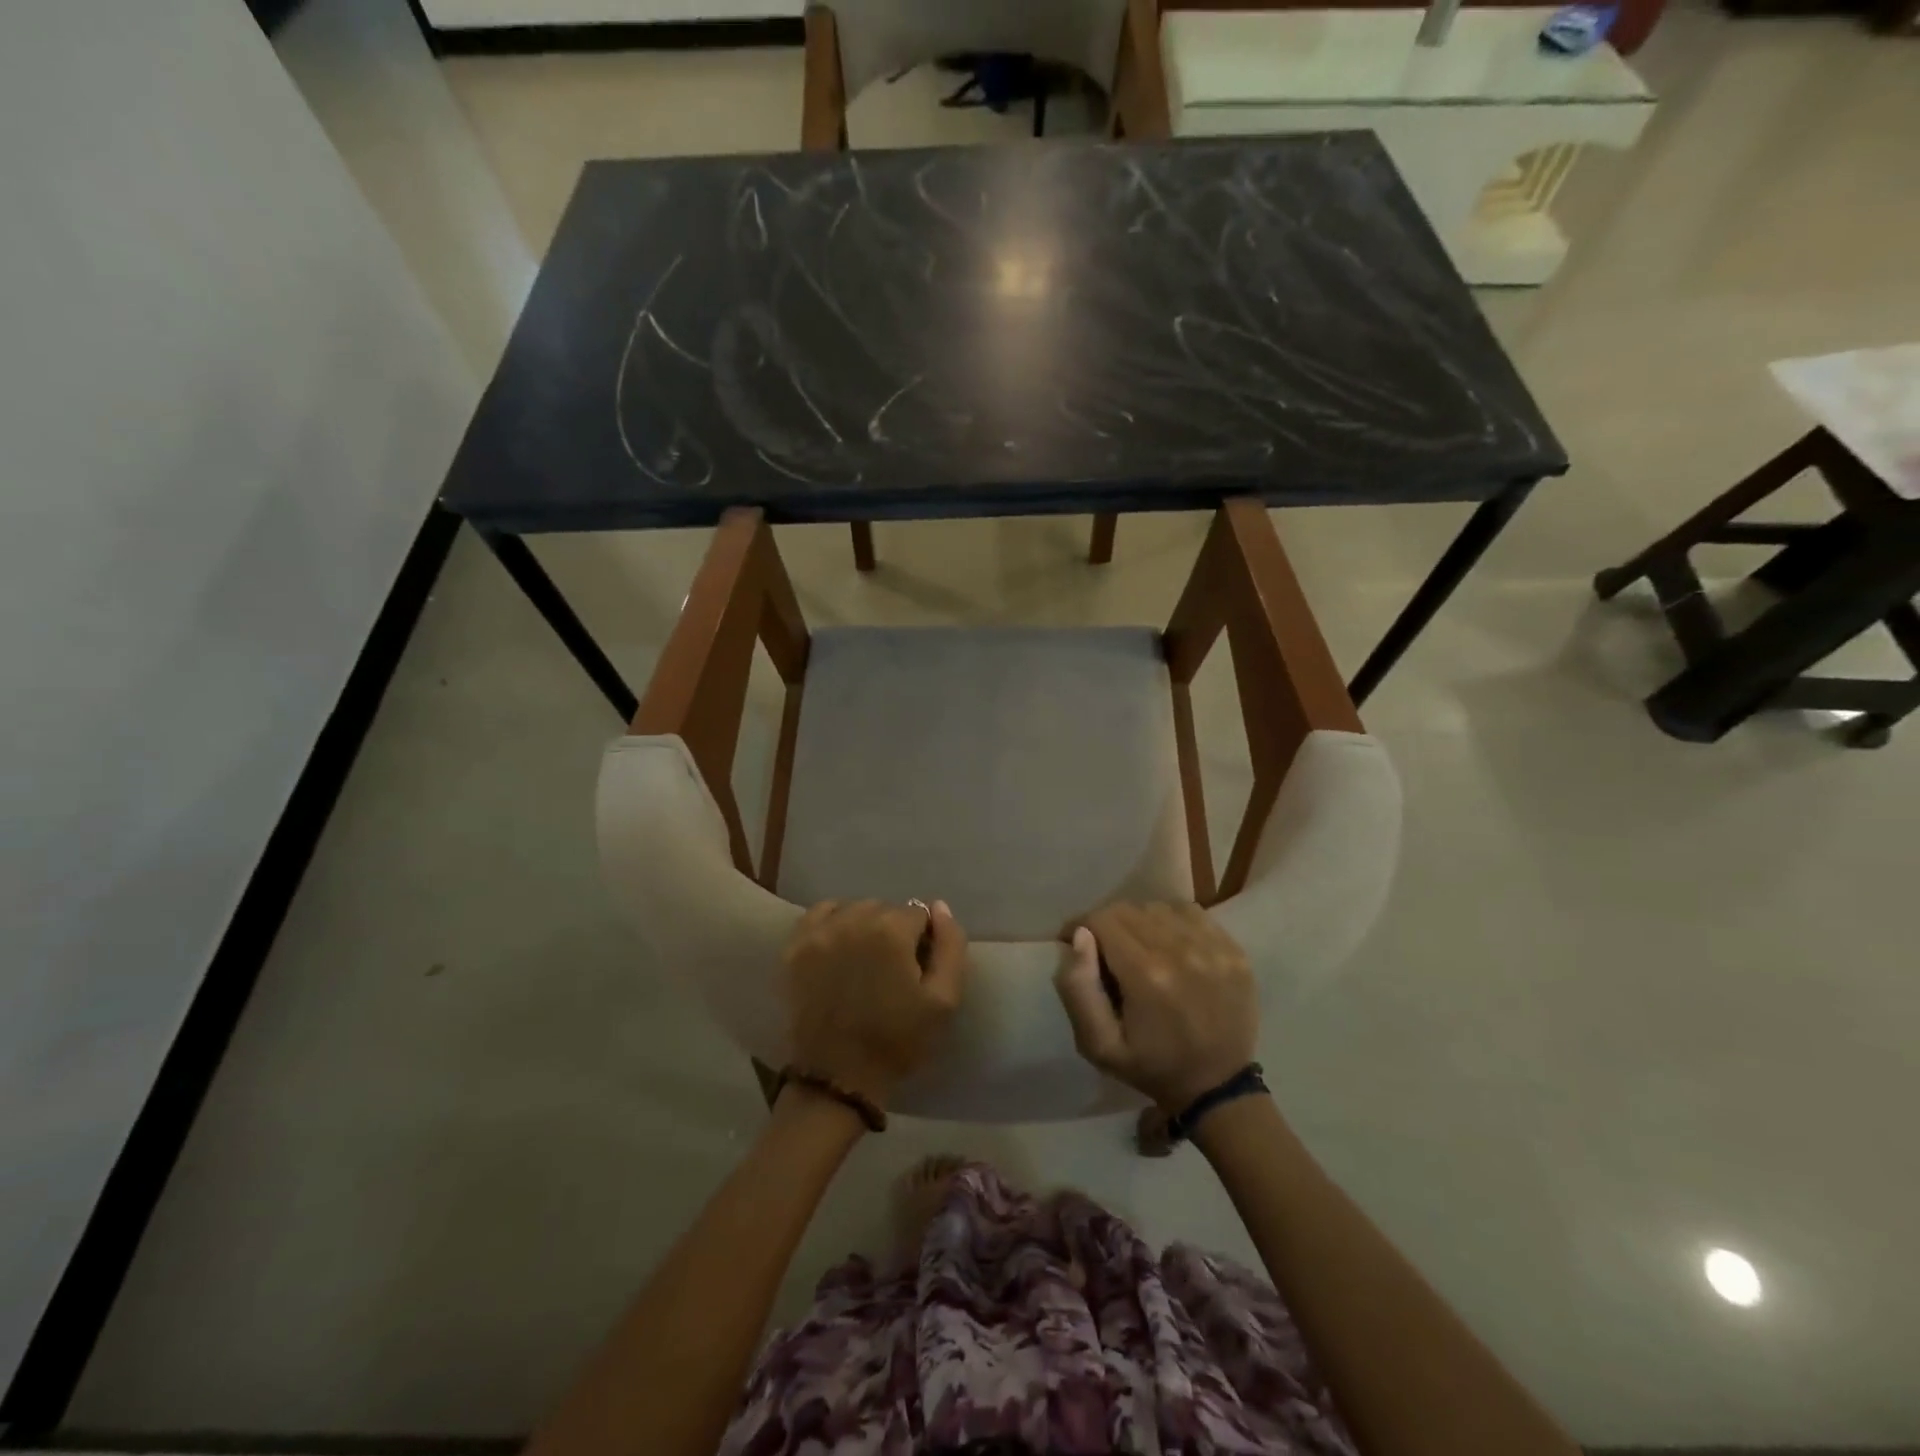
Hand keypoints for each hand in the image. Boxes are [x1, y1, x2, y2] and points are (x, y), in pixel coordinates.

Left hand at [781, 899, 967, 1108]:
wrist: (837, 1077)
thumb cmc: (897, 1041)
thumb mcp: (944, 1001)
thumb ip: (951, 946)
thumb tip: (940, 907)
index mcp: (891, 930)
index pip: (919, 914)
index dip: (923, 941)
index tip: (917, 970)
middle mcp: (853, 919)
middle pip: (886, 909)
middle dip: (894, 932)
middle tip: (891, 970)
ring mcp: (820, 931)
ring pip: (854, 909)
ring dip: (864, 926)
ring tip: (864, 962)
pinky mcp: (795, 947)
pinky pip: (820, 914)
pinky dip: (834, 922)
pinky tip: (839, 946)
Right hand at [1054, 902, 1256, 1110]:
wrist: (1217, 1087)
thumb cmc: (1151, 1066)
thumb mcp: (1098, 1044)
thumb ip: (1078, 988)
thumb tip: (1080, 936)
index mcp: (1146, 974)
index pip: (1101, 920)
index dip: (1080, 926)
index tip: (1075, 942)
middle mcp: (1181, 950)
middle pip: (1128, 909)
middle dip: (1107, 924)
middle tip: (1106, 951)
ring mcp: (1213, 947)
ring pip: (1158, 908)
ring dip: (1140, 921)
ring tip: (1139, 948)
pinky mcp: (1233, 949)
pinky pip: (1191, 913)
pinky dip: (1172, 922)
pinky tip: (1170, 945)